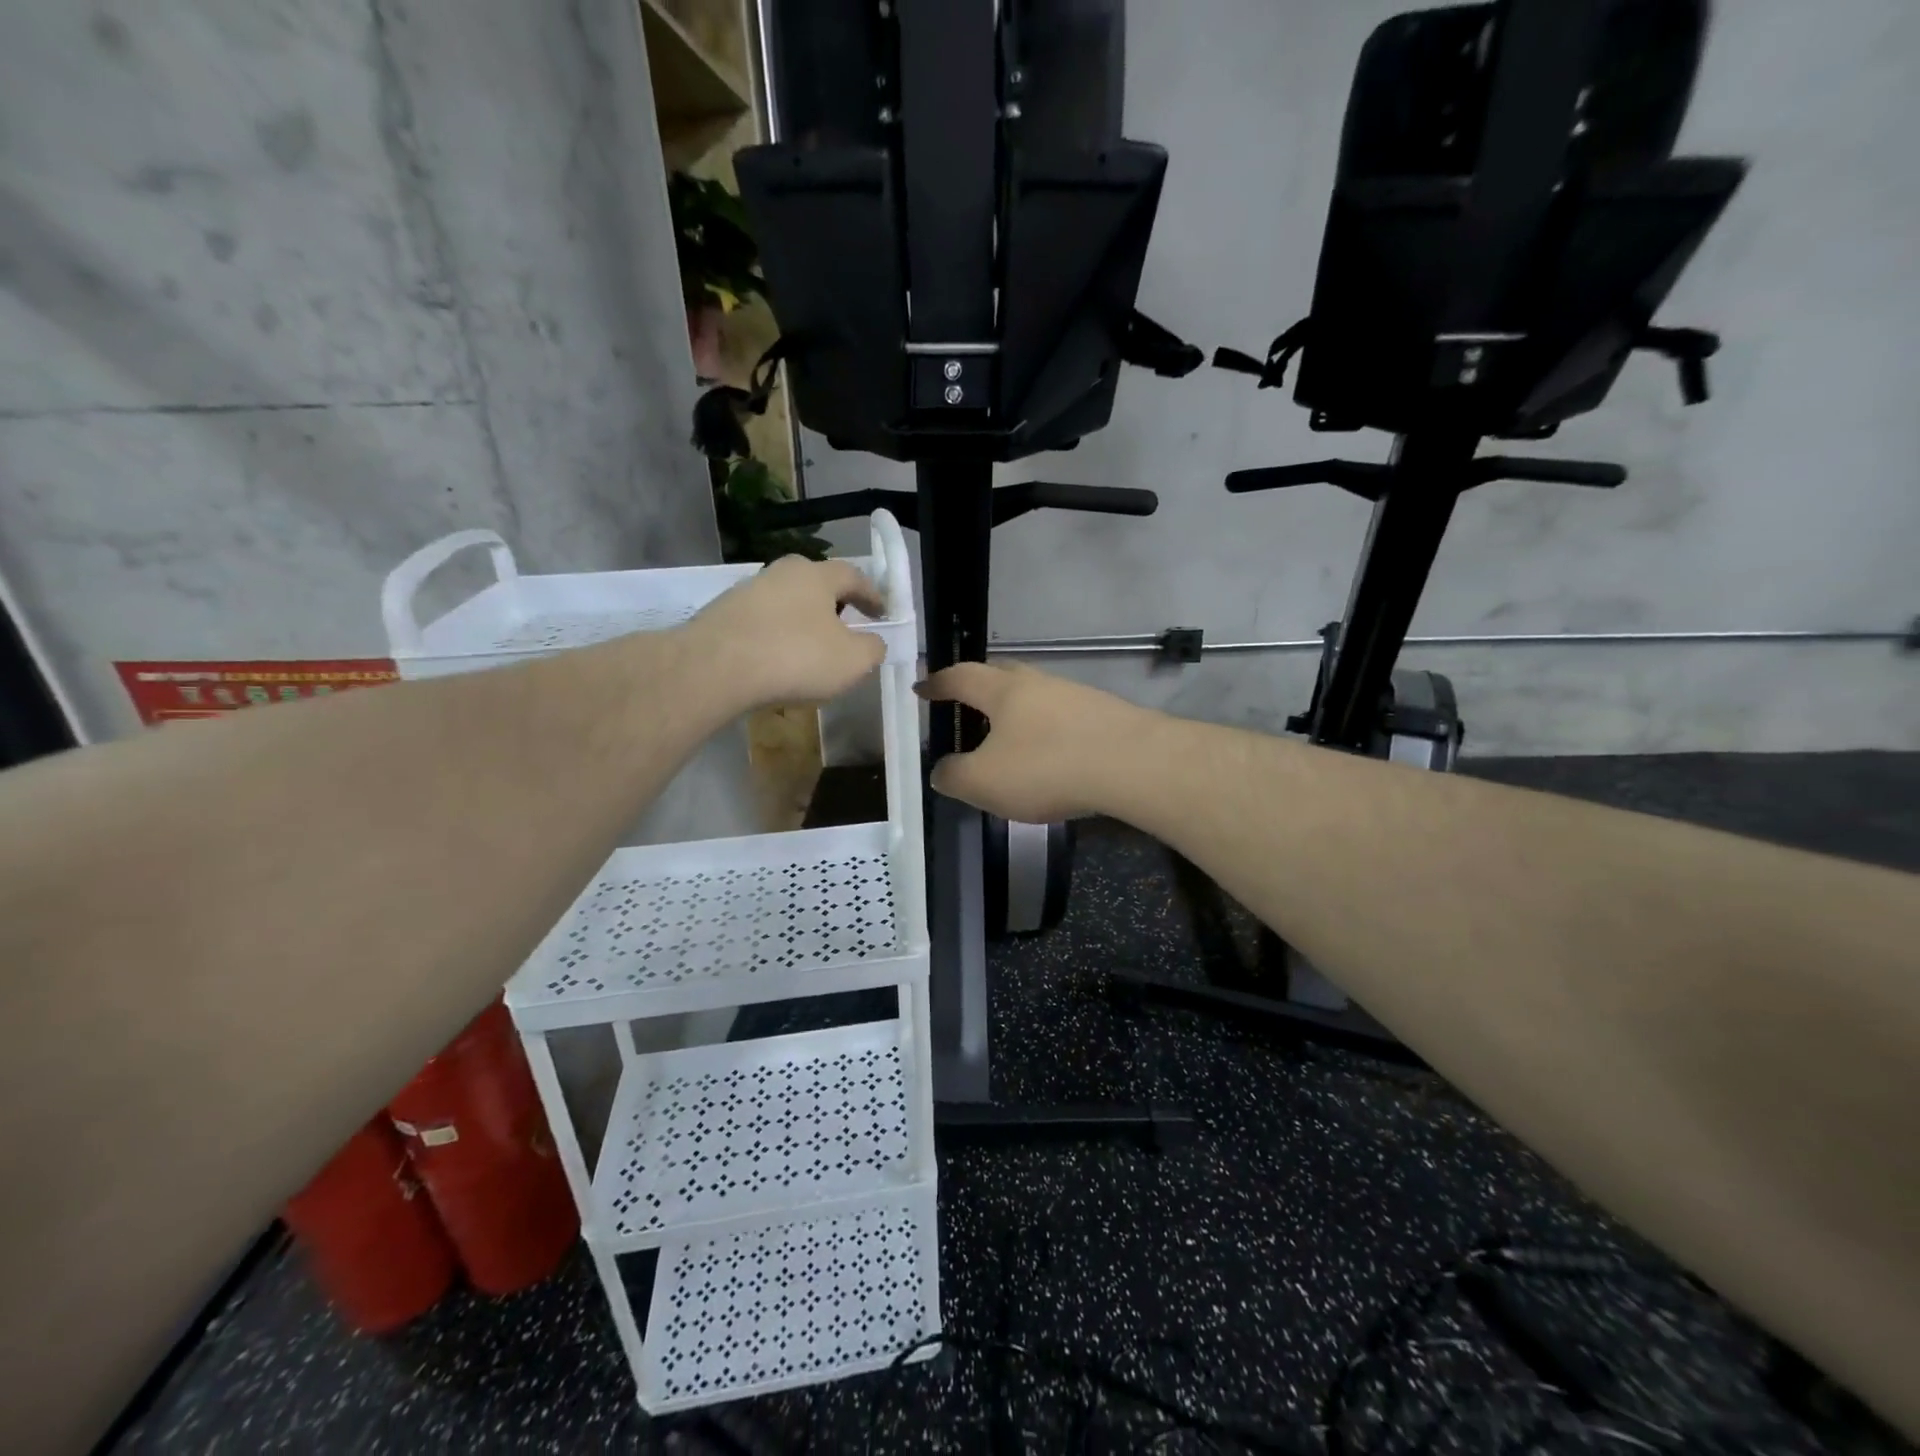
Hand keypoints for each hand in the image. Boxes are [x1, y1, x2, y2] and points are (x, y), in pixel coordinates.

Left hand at [681, 556, 887, 710]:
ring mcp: (747, 591)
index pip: (854, 576)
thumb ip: (872, 649)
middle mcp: (781, 572)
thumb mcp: (852, 661)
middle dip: (834, 604)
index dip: (872, 595)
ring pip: (786, 602)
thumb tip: (873, 642)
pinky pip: (761, 622)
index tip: (881, 613)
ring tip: (809, 650)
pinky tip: (776, 661)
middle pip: (816, 584)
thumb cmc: (796, 657)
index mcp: (817, 575)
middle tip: (845, 627)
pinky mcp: (722, 613)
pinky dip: (775, 636)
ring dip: (802, 621)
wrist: (715, 667)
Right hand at [915, 662, 1153, 821]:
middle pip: (1000, 675)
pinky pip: (1062, 716)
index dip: (938, 683)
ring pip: (1035, 695)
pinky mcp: (1104, 714)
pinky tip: (1050, 751)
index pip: (960, 677)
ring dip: (1017, 710)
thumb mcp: (984, 782)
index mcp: (1002, 691)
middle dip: (978, 686)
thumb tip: (942, 771)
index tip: (922, 688)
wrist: (1132, 764)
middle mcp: (1037, 683)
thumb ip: (954, 776)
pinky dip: (1046, 729)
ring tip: (1007, 734)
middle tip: (964, 703)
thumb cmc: (1047, 767)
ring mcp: (1074, 695)